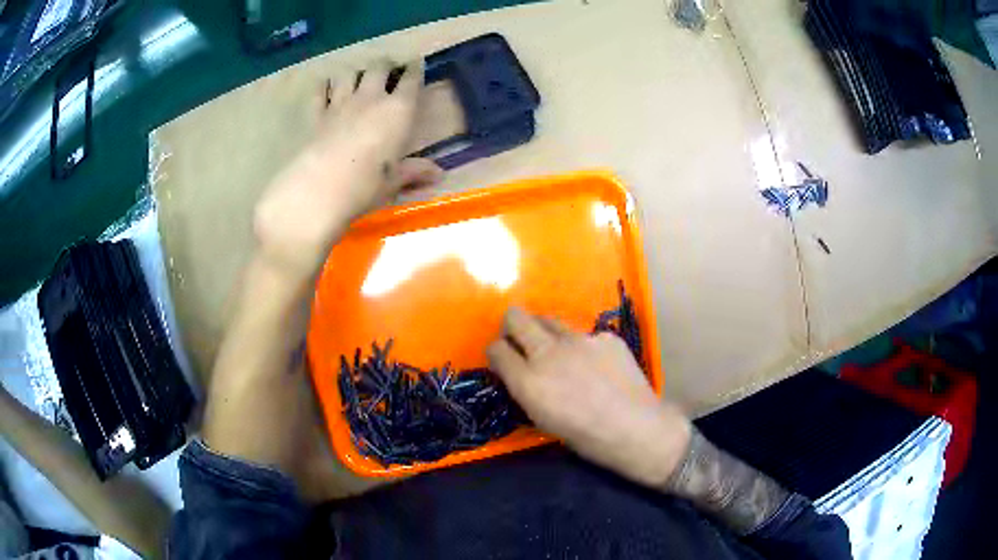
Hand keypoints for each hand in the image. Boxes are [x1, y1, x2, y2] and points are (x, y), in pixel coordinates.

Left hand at [253, 59, 442, 282]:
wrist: (320, 188)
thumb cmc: (367, 185)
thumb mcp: (395, 181)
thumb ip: (414, 172)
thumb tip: (438, 174)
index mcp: (398, 110)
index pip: (410, 80)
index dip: (414, 68)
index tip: (416, 61)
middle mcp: (371, 98)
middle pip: (379, 67)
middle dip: (385, 63)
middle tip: (387, 67)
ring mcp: (341, 103)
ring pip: (349, 73)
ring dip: (355, 72)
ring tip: (357, 77)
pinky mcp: (317, 115)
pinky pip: (320, 91)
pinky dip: (324, 85)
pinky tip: (326, 86)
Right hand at [487, 308, 691, 487]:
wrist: (636, 428)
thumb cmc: (586, 437)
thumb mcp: (543, 419)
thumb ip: (527, 390)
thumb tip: (521, 373)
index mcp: (528, 381)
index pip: (496, 349)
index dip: (497, 352)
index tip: (503, 359)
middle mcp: (548, 352)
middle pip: (515, 317)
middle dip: (512, 325)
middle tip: (521, 340)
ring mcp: (579, 339)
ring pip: (549, 319)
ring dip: (546, 332)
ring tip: (560, 352)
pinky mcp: (604, 336)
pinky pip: (585, 336)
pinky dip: (585, 348)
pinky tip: (599, 367)